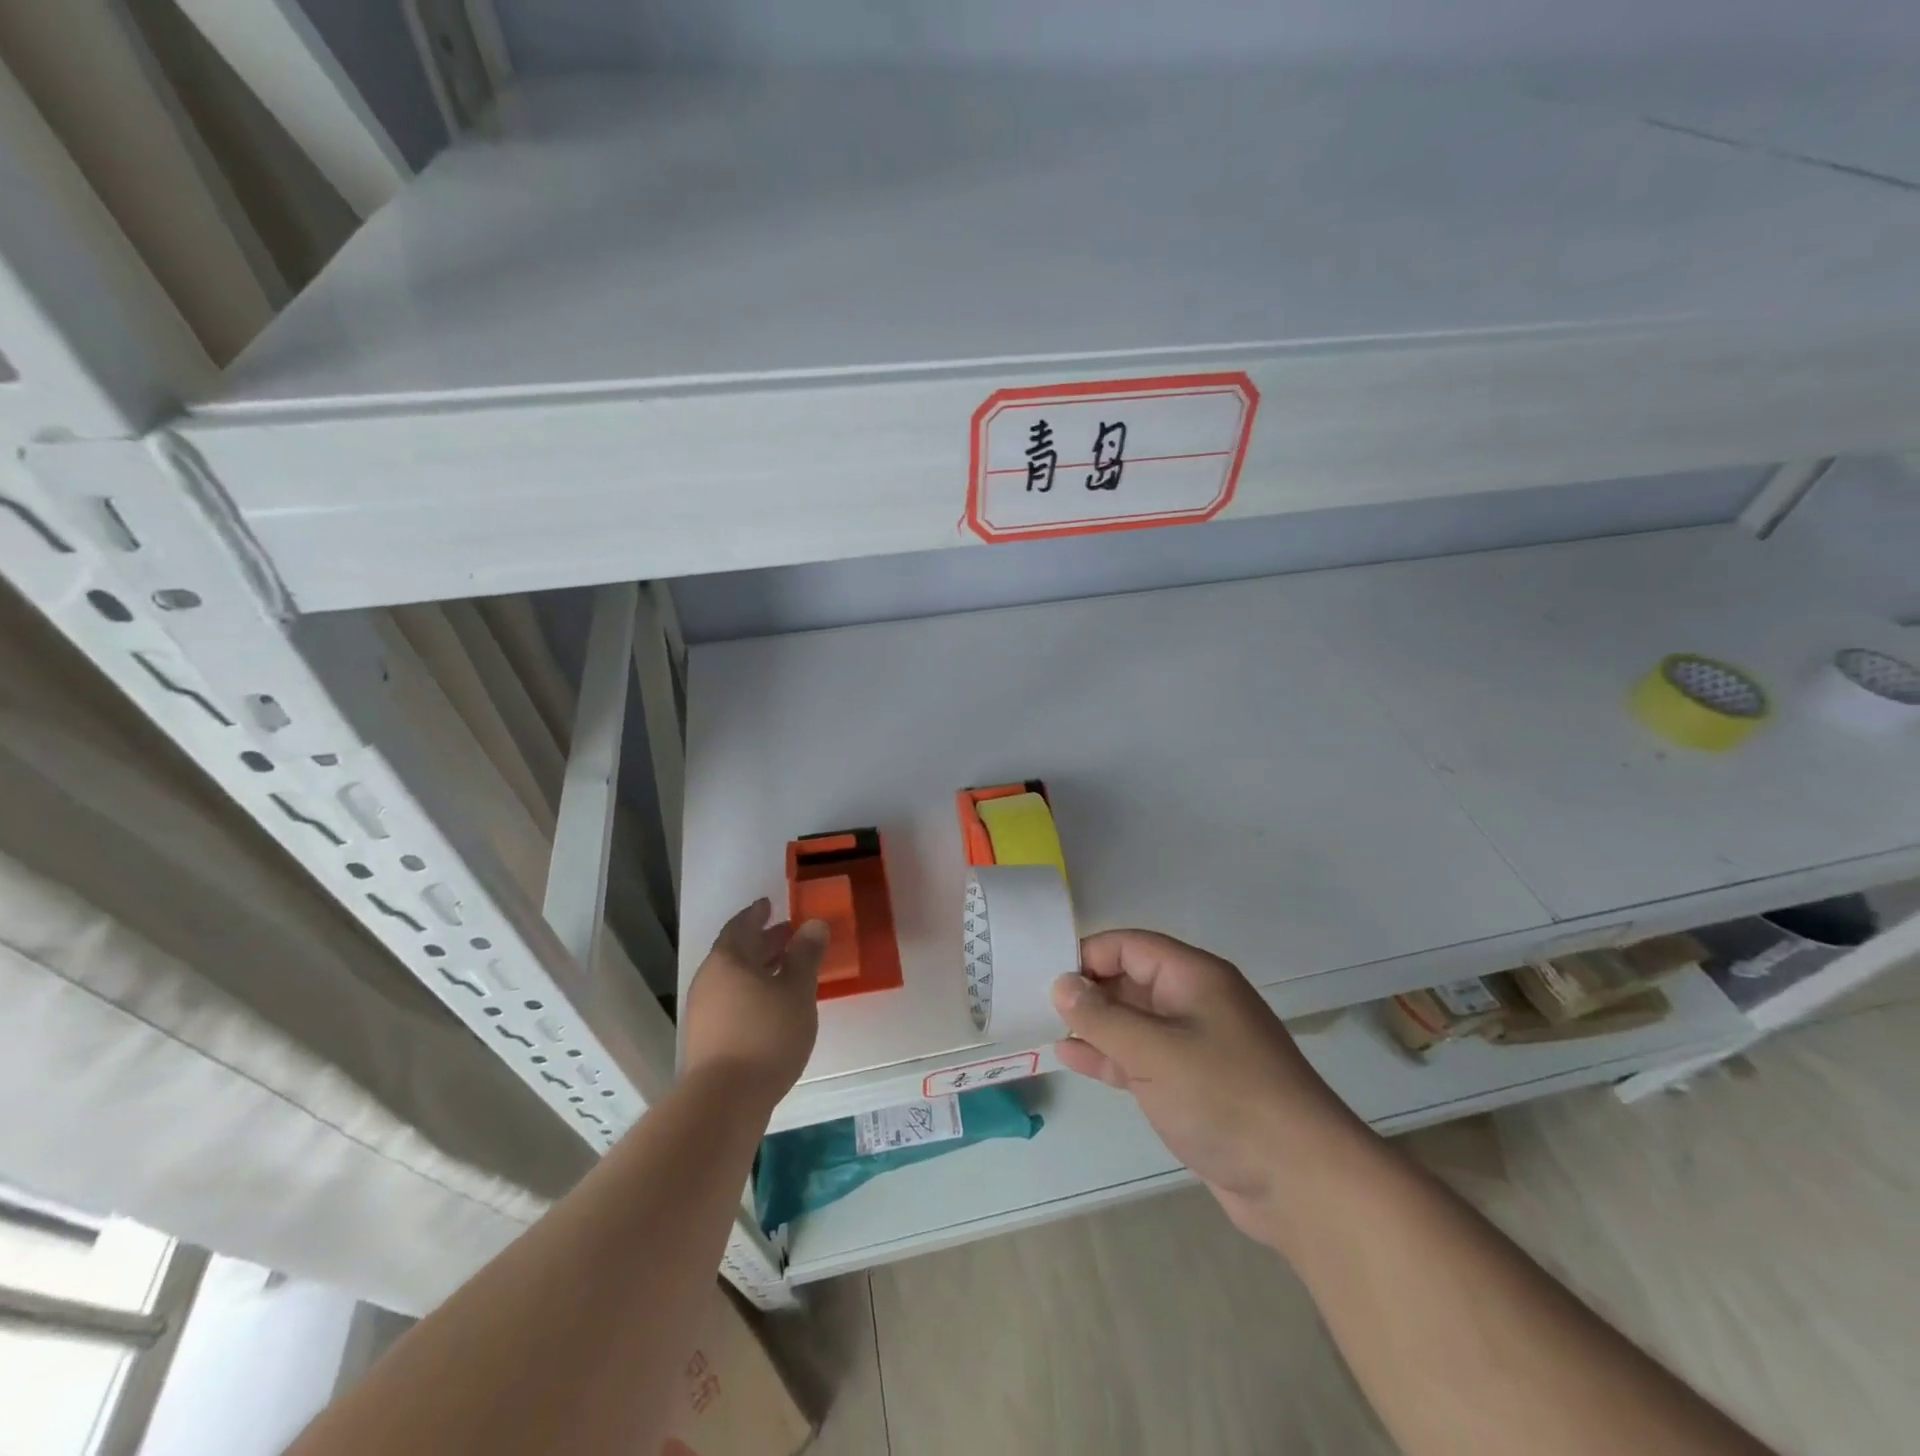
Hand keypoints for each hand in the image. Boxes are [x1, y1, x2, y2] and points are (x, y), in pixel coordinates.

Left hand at [683, 900, 827, 1105]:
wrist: (725, 1099)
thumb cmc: (766, 1034)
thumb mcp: (797, 990)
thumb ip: (806, 955)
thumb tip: (814, 924)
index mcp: (728, 960)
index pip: (741, 926)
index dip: (757, 914)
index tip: (770, 905)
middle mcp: (710, 980)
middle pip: (737, 952)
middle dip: (764, 942)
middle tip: (790, 935)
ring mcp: (704, 1010)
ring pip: (735, 978)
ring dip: (760, 969)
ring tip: (788, 970)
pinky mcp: (707, 1037)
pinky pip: (733, 999)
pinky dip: (753, 991)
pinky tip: (774, 1005)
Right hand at [1051, 930, 1365, 1246]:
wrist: (1301, 1182)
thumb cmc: (1225, 1097)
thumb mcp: (1154, 1051)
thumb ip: (1102, 1017)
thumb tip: (1061, 984)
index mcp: (1194, 977)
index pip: (1131, 945)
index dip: (1089, 954)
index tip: (1046, 974)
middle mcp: (1194, 1003)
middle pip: (1131, 980)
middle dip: (1087, 990)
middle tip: (1035, 1002)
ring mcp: (1195, 1046)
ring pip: (1134, 1022)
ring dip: (1094, 1025)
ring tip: (1045, 1027)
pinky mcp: (1192, 1086)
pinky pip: (1142, 1059)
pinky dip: (1110, 1056)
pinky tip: (1071, 1057)